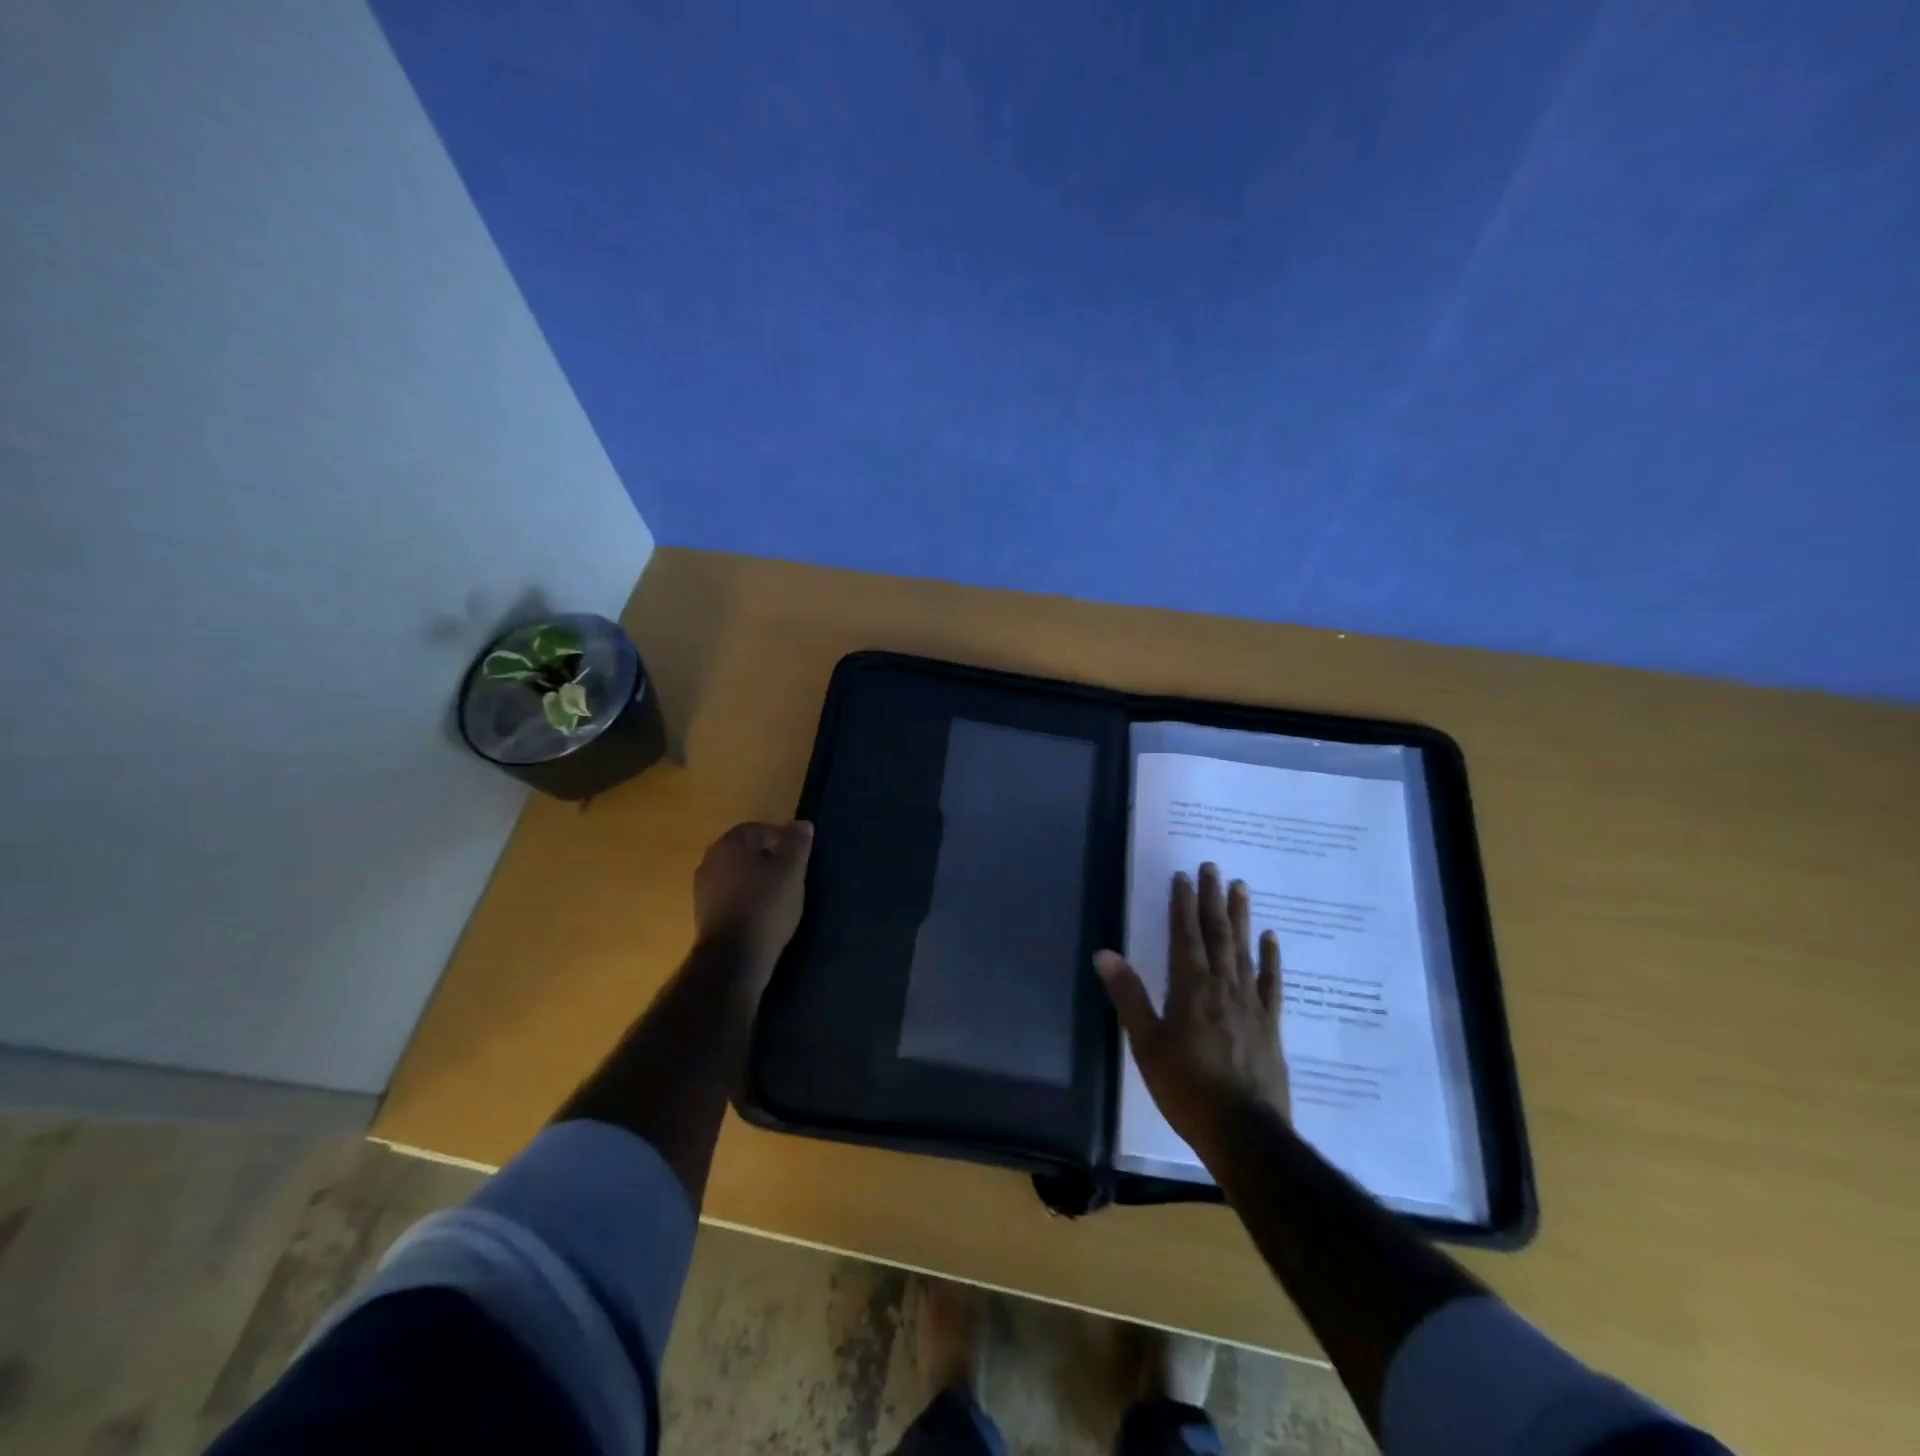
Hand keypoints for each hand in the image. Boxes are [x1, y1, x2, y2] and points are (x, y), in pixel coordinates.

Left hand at [692, 820, 814, 982]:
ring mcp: (702, 889)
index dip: (781, 837)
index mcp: (729, 844)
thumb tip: (802, 823)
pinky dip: (746, 896)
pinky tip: (762, 911)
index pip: (757, 829)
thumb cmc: (765, 906)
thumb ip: (797, 844)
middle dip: (768, 857)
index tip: (799, 853)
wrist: (733, 959)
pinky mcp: (703, 914)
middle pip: (744, 850)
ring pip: (736, 873)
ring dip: (756, 878)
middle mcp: (709, 861)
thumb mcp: (791, 872)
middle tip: (792, 871)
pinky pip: (729, 894)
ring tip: (780, 893)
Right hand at [1096, 862, 1287, 1162]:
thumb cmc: (1186, 1087)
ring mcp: (1251, 1004)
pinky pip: (1271, 983)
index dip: (1183, 904)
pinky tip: (1271, 938)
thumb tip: (1105, 954)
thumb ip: (1128, 996)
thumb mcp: (1146, 1043)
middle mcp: (1223, 986)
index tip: (1184, 875)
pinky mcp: (1271, 1024)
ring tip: (1240, 887)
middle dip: (1212, 899)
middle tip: (1213, 867)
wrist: (1244, 1132)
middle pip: (1218, 934)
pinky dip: (1271, 958)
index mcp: (1190, 988)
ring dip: (1241, 917)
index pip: (1185, 935)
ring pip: (1245, 950)